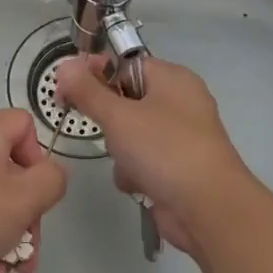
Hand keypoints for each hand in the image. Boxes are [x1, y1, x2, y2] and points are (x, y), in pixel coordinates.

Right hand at [55, 55, 254, 255]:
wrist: (207, 208)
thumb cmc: (164, 150)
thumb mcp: (119, 116)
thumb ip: (88, 91)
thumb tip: (64, 65)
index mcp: (172, 79)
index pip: (125, 64)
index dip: (95, 73)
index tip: (67, 89)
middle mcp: (179, 103)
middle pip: (125, 100)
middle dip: (109, 120)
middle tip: (102, 129)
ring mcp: (179, 137)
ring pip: (129, 134)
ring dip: (119, 152)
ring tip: (127, 162)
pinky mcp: (175, 168)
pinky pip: (141, 161)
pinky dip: (134, 173)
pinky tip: (139, 184)